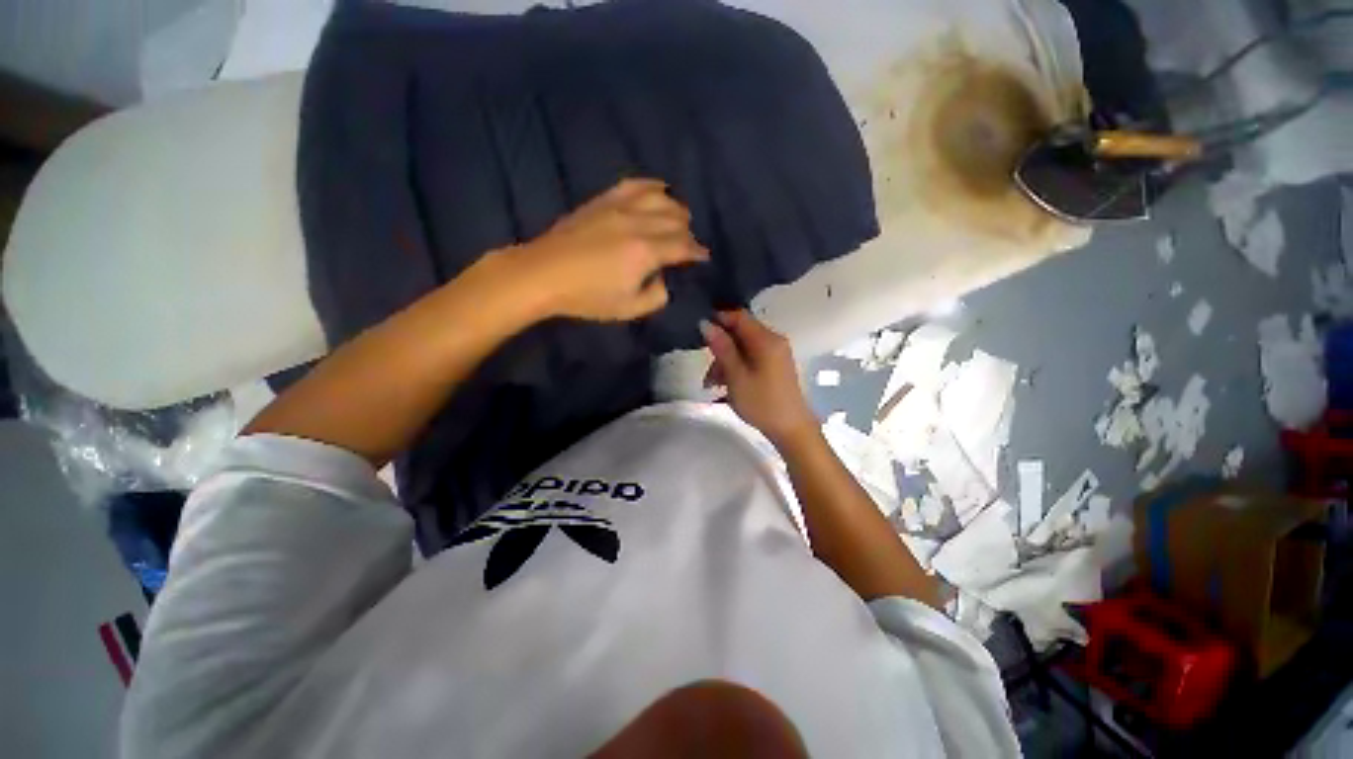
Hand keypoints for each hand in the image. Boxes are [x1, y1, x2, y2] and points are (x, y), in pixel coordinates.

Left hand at [511, 178, 709, 321]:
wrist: (543, 274)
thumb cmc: (587, 297)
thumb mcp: (629, 309)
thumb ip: (656, 296)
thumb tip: (664, 281)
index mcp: (646, 251)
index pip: (683, 245)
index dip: (698, 251)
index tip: (703, 257)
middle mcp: (638, 223)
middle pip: (676, 218)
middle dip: (688, 232)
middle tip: (687, 246)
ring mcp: (619, 207)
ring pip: (660, 197)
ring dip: (675, 208)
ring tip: (678, 220)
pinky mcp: (603, 200)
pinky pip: (634, 184)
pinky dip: (653, 186)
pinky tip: (659, 191)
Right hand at [700, 310, 817, 446]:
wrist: (790, 429)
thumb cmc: (761, 402)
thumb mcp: (736, 376)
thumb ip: (721, 348)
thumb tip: (706, 323)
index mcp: (766, 339)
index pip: (739, 316)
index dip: (718, 319)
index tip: (699, 333)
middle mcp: (773, 341)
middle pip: (740, 333)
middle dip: (720, 348)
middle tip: (706, 371)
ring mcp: (776, 354)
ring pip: (743, 348)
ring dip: (725, 361)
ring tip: (712, 385)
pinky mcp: (775, 366)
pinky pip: (751, 358)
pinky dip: (736, 367)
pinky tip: (725, 385)